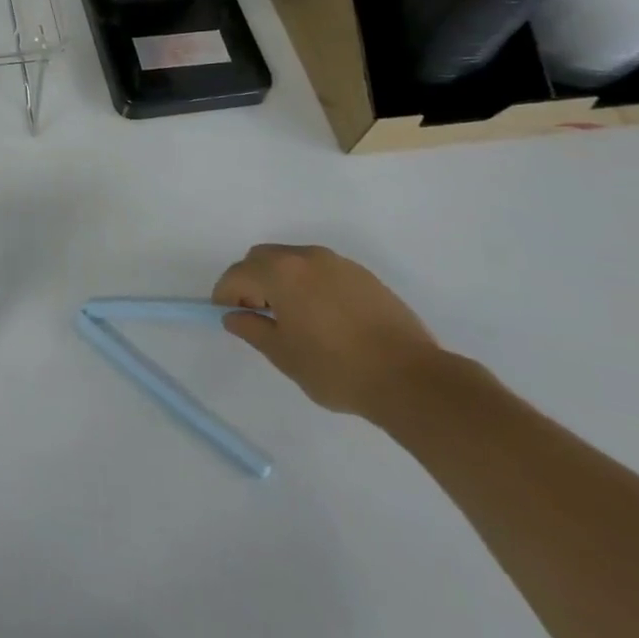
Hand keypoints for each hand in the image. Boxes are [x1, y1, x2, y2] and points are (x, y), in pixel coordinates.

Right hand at [212, 243, 441, 421]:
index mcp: (280, 272)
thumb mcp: (284, 355)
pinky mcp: (364, 276)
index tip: (228, 316)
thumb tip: (234, 317)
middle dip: (252, 281)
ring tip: (292, 316)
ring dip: (282, 280)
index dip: (226, 294)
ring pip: (294, 261)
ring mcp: (338, 263)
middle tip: (258, 313)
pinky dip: (310, 284)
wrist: (412, 380)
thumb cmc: (337, 369)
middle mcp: (306, 257)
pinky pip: (322, 271)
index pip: (238, 274)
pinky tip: (323, 316)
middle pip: (263, 258)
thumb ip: (252, 330)